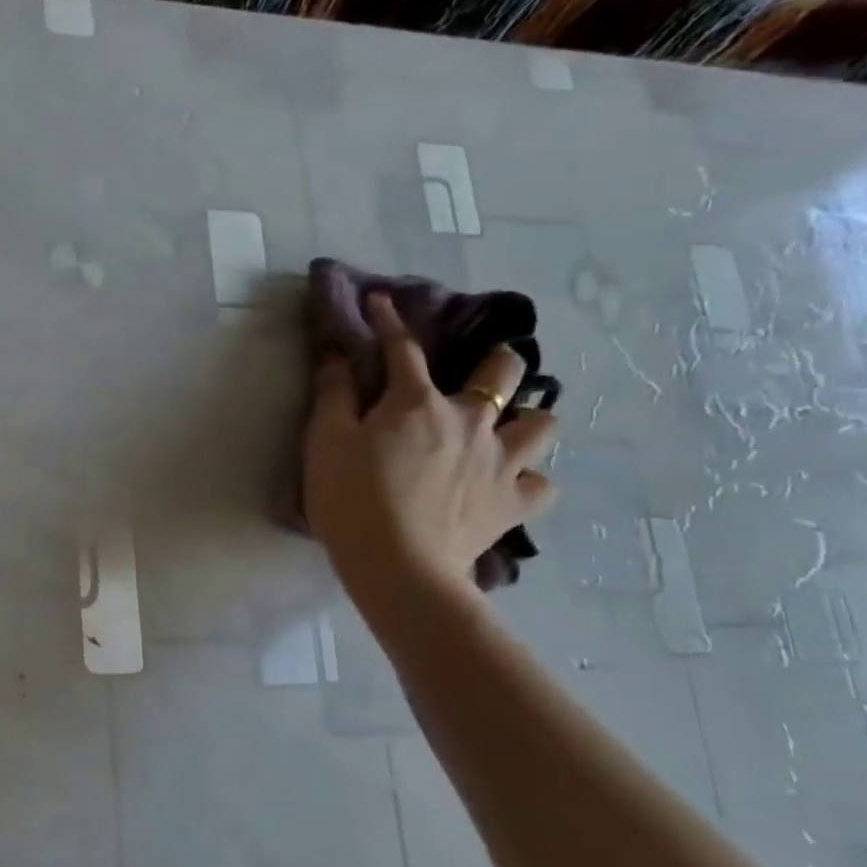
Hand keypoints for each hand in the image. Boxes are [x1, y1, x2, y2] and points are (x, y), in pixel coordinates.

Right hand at [304, 292, 558, 600]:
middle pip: (504, 372)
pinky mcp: (514, 503)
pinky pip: (542, 484)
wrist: (397, 566)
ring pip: (542, 424)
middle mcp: (470, 420)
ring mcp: (501, 461)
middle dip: (497, 362)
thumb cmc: (350, 499)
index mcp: (416, 402)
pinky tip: (510, 485)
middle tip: (483, 371)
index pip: (402, 348)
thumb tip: (336, 352)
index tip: (380, 301)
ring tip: (507, 431)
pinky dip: (528, 480)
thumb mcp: (324, 442)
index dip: (389, 321)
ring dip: (527, 420)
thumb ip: (332, 394)